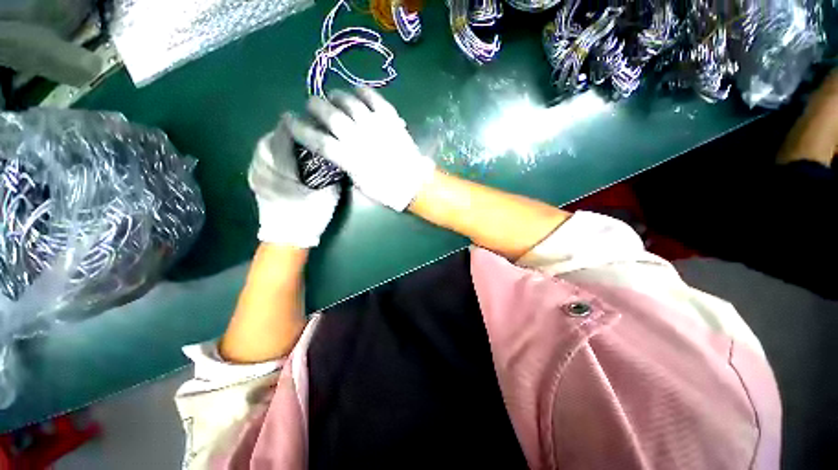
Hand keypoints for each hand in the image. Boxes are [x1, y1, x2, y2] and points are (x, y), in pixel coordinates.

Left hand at [248, 120, 339, 246]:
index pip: (284, 133)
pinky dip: (273, 151)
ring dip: (280, 140)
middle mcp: (263, 165)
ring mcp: (255, 172)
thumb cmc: (310, 215)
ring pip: (264, 145)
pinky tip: (285, 156)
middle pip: (272, 136)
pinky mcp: (253, 179)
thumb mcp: (327, 192)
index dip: (297, 123)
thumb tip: (334, 152)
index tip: (311, 120)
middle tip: (307, 132)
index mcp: (282, 167)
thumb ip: (329, 170)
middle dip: (289, 131)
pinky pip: (261, 157)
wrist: (288, 237)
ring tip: (297, 142)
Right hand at [285, 88, 435, 210]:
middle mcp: (360, 139)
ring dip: (337, 96)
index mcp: (350, 159)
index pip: (317, 140)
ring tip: (333, 96)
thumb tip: (335, 150)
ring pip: (350, 103)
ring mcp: (376, 126)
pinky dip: (364, 92)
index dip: (300, 128)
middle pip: (330, 115)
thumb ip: (345, 164)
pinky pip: (375, 99)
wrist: (415, 184)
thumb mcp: (360, 184)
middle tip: (312, 104)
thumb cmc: (387, 190)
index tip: (289, 120)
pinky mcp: (391, 120)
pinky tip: (357, 91)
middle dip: (315, 106)